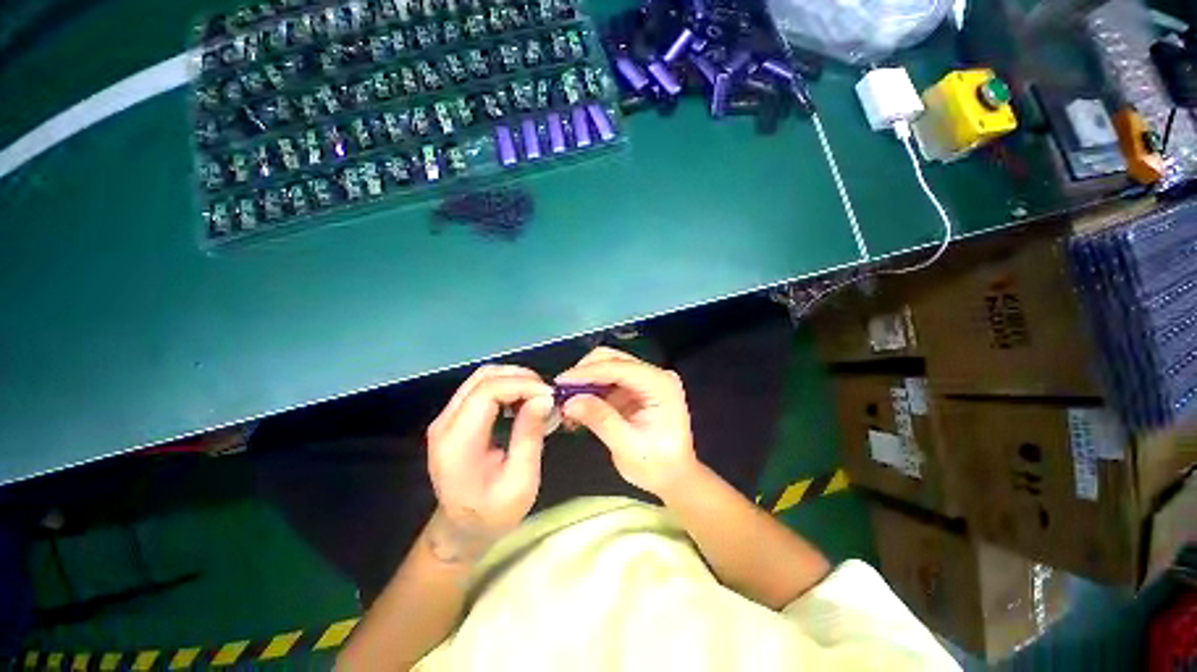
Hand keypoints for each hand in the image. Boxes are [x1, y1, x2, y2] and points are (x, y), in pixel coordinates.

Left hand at [425, 365, 553, 561]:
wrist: (461, 529)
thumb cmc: (493, 514)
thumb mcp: (521, 483)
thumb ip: (530, 436)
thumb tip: (545, 398)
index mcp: (457, 442)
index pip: (487, 392)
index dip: (522, 385)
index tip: (550, 396)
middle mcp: (446, 423)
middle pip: (483, 377)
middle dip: (521, 378)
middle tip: (547, 395)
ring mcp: (447, 417)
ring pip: (483, 377)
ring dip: (514, 379)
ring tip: (538, 397)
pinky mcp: (455, 416)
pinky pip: (482, 387)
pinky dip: (507, 386)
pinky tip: (523, 401)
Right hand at [557, 348, 698, 496]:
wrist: (675, 478)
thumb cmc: (658, 466)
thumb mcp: (628, 447)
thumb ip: (600, 419)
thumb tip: (570, 401)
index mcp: (660, 385)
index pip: (619, 368)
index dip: (588, 372)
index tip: (560, 382)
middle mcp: (654, 375)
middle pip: (613, 359)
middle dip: (585, 373)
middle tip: (561, 392)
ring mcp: (645, 380)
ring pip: (607, 366)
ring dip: (585, 381)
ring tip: (566, 401)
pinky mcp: (635, 388)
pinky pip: (608, 381)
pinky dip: (591, 390)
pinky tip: (578, 405)